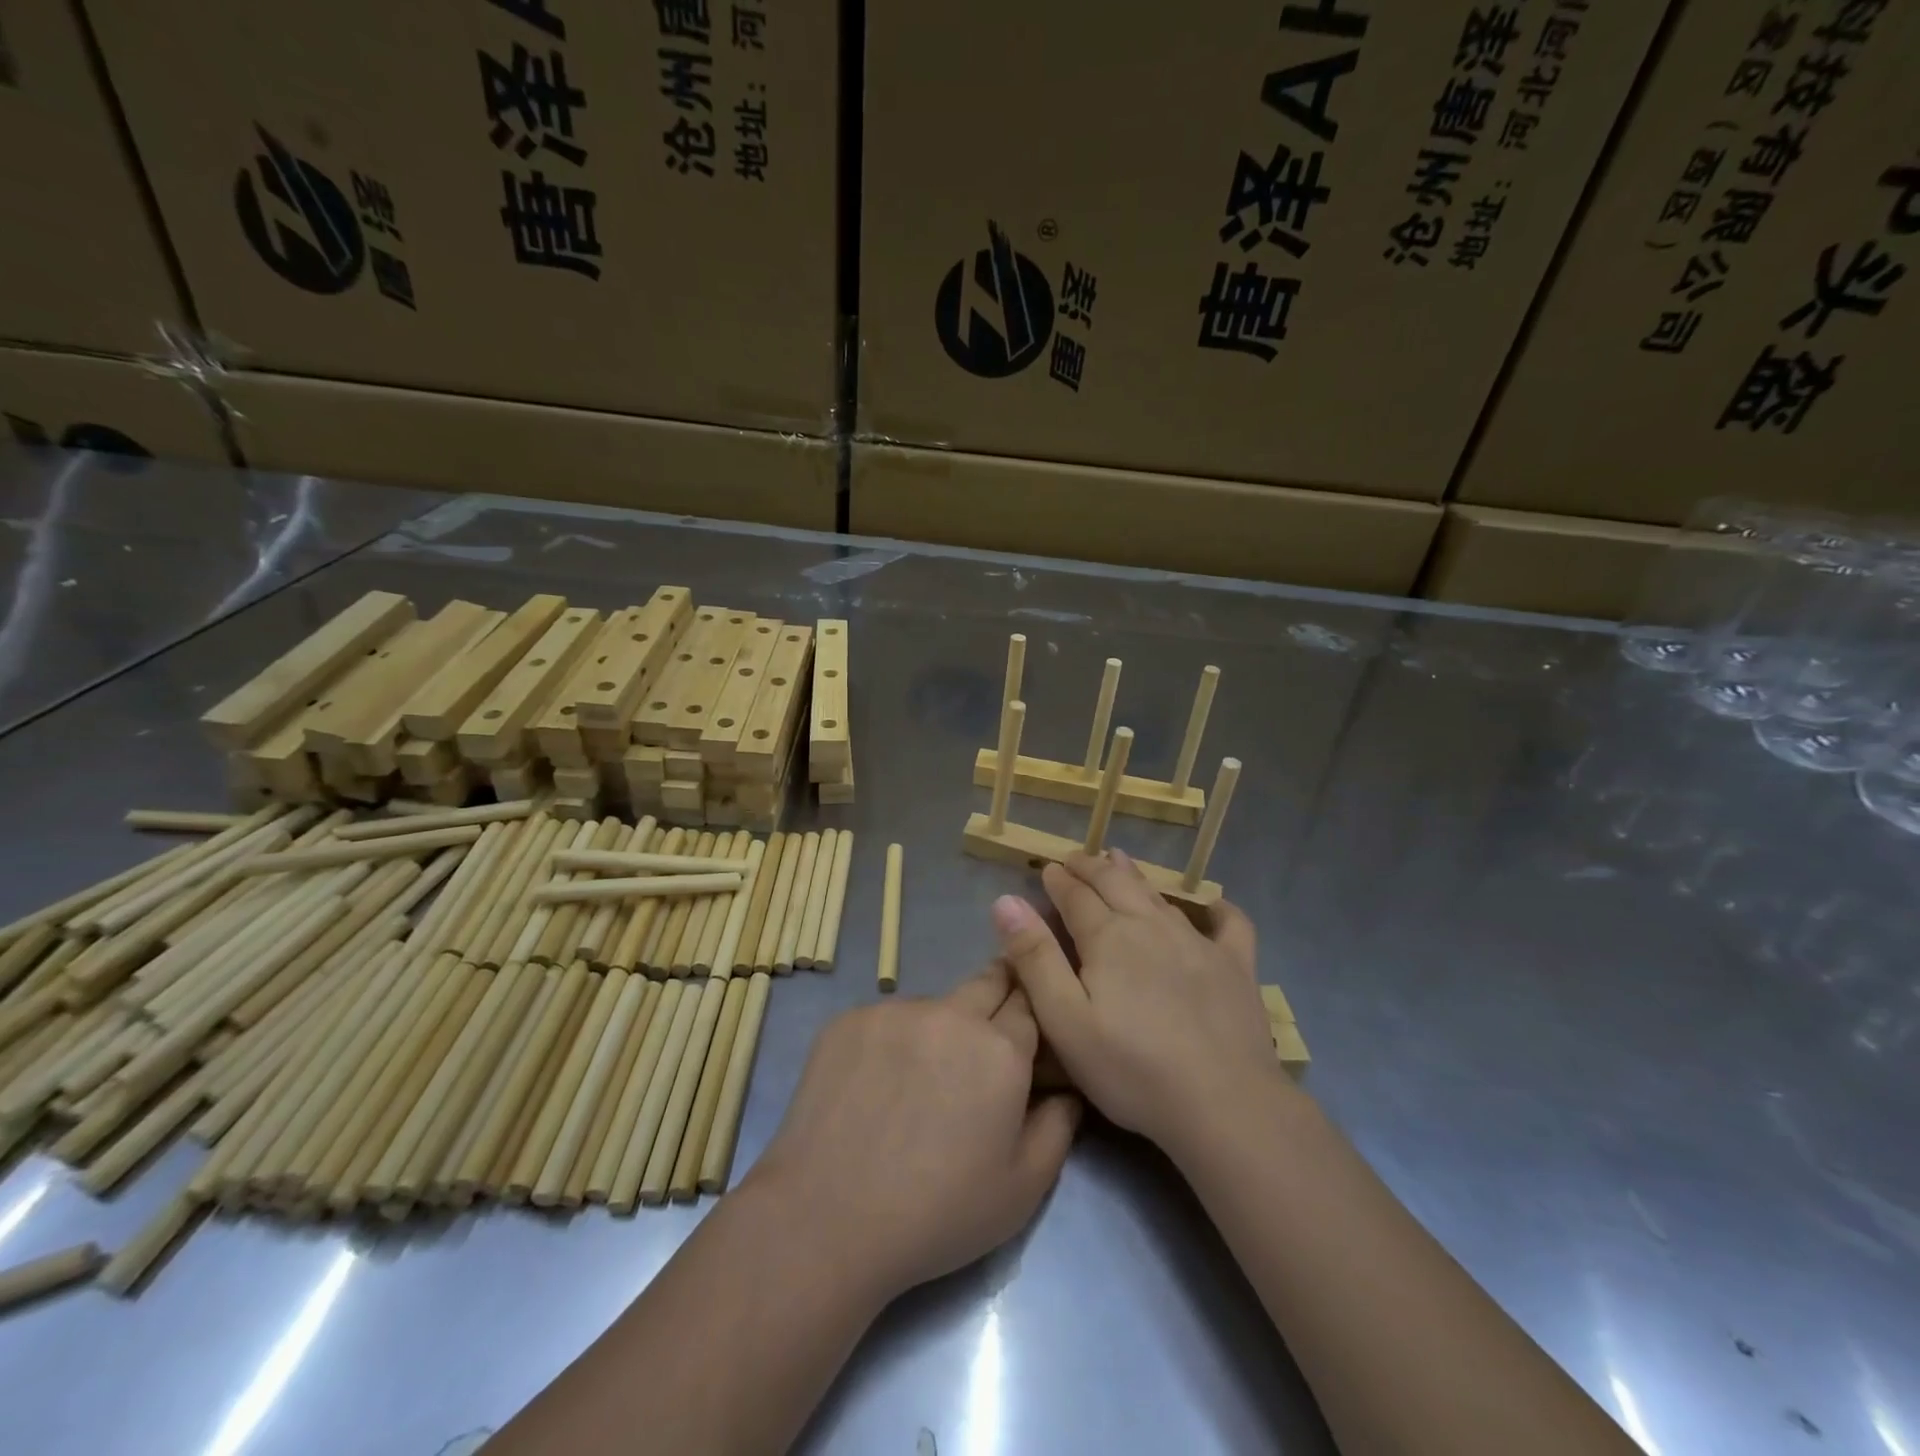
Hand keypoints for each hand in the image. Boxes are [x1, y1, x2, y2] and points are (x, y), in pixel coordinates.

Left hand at [746, 964, 1080, 1301]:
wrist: (826, 1219)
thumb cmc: (937, 1214)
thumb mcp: (1022, 1190)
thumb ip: (1058, 1127)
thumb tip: (1067, 1089)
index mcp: (1000, 1049)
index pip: (1031, 1003)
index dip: (1033, 1015)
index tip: (1029, 1031)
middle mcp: (951, 1014)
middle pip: (988, 981)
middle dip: (998, 998)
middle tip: (986, 1038)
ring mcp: (895, 1011)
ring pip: (934, 1004)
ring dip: (940, 1028)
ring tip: (919, 1081)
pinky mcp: (850, 1019)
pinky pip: (888, 1018)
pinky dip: (893, 1041)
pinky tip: (876, 1086)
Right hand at [992, 850, 1286, 1155]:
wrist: (1223, 1103)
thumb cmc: (1131, 1068)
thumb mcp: (1065, 1020)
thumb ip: (1035, 958)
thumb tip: (1006, 900)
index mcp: (1108, 937)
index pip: (1076, 896)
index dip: (1058, 880)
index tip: (1047, 869)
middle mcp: (1151, 926)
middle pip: (1115, 884)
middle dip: (1091, 868)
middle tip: (1075, 859)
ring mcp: (1198, 943)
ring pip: (1159, 896)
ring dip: (1134, 875)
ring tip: (1119, 861)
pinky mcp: (1236, 966)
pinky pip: (1231, 925)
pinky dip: (1219, 910)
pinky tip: (1214, 906)